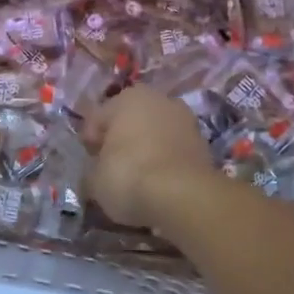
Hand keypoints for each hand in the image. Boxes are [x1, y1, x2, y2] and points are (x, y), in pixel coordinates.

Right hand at [83, 85, 218, 227]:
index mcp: (126, 97)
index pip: (97, 118)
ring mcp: (185, 119)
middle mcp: (158, 99)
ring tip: (137, 178)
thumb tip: (94, 177)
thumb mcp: (94, 180)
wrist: (183, 195)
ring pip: (155, 134)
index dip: (89, 142)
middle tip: (111, 168)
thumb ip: (92, 172)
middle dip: (120, 141)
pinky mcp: (203, 143)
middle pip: (130, 121)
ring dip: (145, 150)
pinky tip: (158, 183)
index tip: (89, 163)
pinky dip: (165, 162)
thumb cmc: (128, 175)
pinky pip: (173, 150)